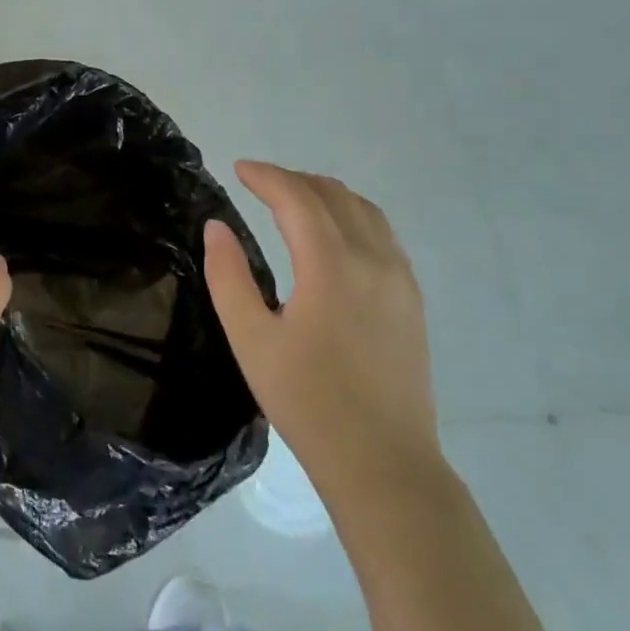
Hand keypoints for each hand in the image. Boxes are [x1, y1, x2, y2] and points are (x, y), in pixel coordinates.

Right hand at [204, 161, 441, 508]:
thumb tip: (217, 227)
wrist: (382, 461)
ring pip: (365, 211)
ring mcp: (400, 279)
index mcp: (331, 265)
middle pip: (334, 195)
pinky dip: (352, 216)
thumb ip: (228, 276)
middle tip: (258, 183)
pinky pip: (383, 235)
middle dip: (293, 179)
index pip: (297, 198)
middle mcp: (373, 259)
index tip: (237, 169)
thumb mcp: (250, 339)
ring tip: (293, 200)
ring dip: (325, 194)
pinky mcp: (412, 300)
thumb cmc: (306, 401)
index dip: (266, 176)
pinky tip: (335, 236)